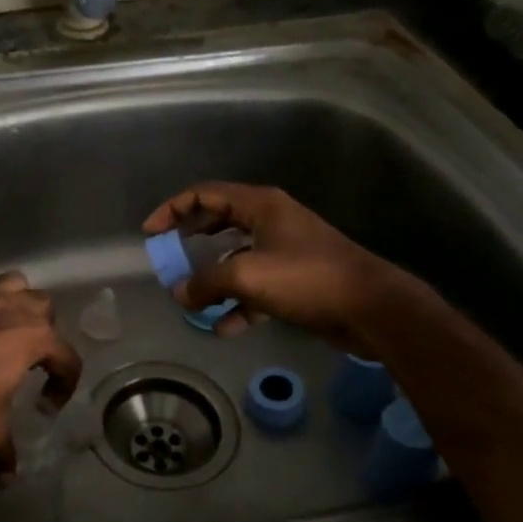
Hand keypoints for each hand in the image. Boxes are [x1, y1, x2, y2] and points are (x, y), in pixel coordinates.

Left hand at [0, 255, 81, 485]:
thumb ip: (1, 455)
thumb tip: (6, 482)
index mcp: (33, 340)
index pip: (67, 358)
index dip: (65, 383)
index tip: (48, 406)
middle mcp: (11, 310)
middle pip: (44, 306)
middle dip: (44, 328)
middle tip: (30, 357)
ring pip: (11, 281)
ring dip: (14, 295)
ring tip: (6, 318)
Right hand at [142, 182, 409, 345]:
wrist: (372, 309)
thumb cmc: (307, 279)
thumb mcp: (247, 276)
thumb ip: (207, 282)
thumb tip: (180, 292)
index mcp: (260, 206)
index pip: (205, 195)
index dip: (173, 209)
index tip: (151, 233)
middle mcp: (271, 221)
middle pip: (219, 222)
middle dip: (191, 241)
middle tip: (168, 258)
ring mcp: (285, 251)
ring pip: (236, 257)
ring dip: (213, 277)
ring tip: (191, 298)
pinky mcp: (295, 280)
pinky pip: (255, 287)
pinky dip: (237, 304)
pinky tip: (222, 327)